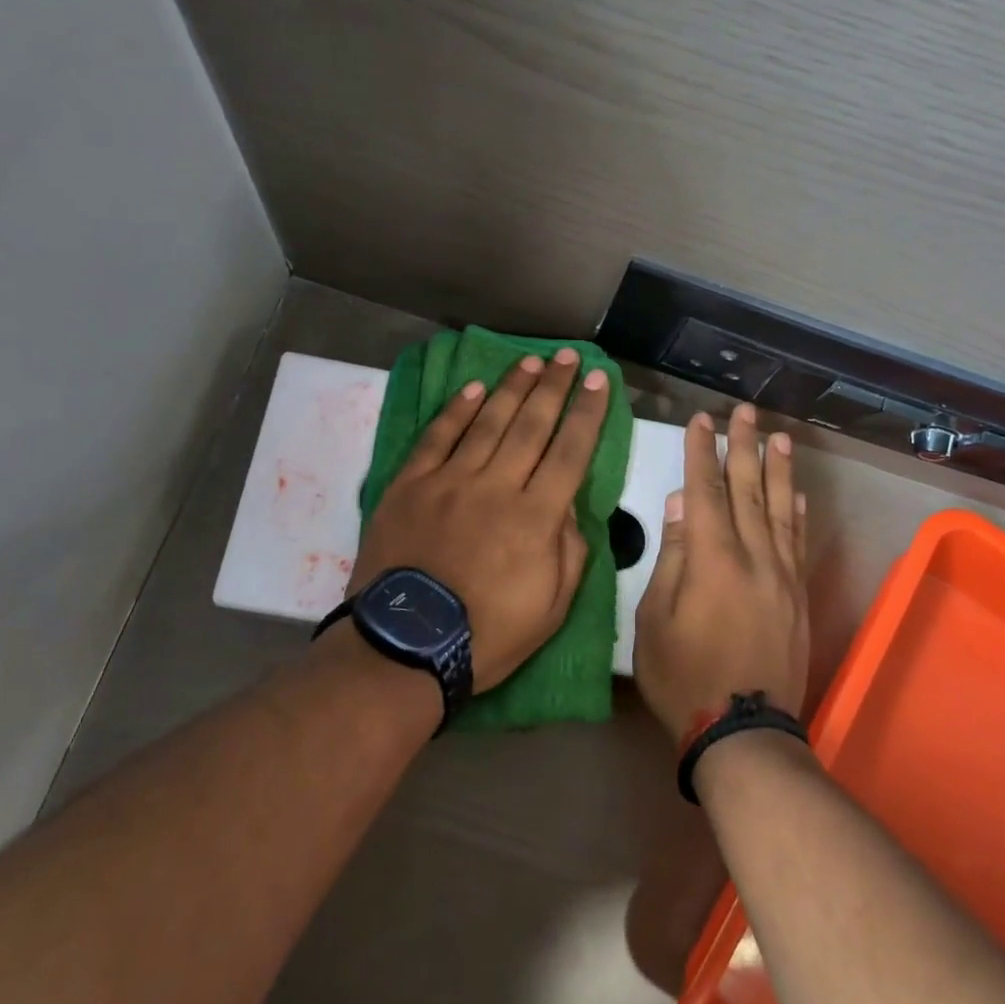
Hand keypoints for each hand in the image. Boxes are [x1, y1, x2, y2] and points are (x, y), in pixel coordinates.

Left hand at [353, 350, 610, 691]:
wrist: (405, 647)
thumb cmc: (487, 635)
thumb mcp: (552, 608)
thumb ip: (569, 550)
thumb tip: (567, 504)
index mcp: (535, 517)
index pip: (570, 451)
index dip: (587, 413)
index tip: (598, 381)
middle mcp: (496, 486)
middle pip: (531, 425)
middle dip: (554, 387)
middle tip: (568, 357)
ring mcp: (449, 481)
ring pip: (487, 422)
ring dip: (512, 388)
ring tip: (531, 362)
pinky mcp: (410, 485)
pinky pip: (436, 437)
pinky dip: (455, 411)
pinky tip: (472, 388)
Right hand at [636, 404, 809, 740]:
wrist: (742, 731)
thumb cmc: (683, 676)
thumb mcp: (656, 619)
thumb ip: (672, 558)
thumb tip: (681, 506)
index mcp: (713, 561)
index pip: (707, 492)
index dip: (702, 453)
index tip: (701, 420)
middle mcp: (754, 558)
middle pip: (749, 491)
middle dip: (744, 447)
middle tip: (744, 411)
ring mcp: (782, 577)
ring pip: (781, 510)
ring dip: (778, 470)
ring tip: (778, 436)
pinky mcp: (798, 597)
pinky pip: (799, 544)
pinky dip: (798, 514)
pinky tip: (798, 494)